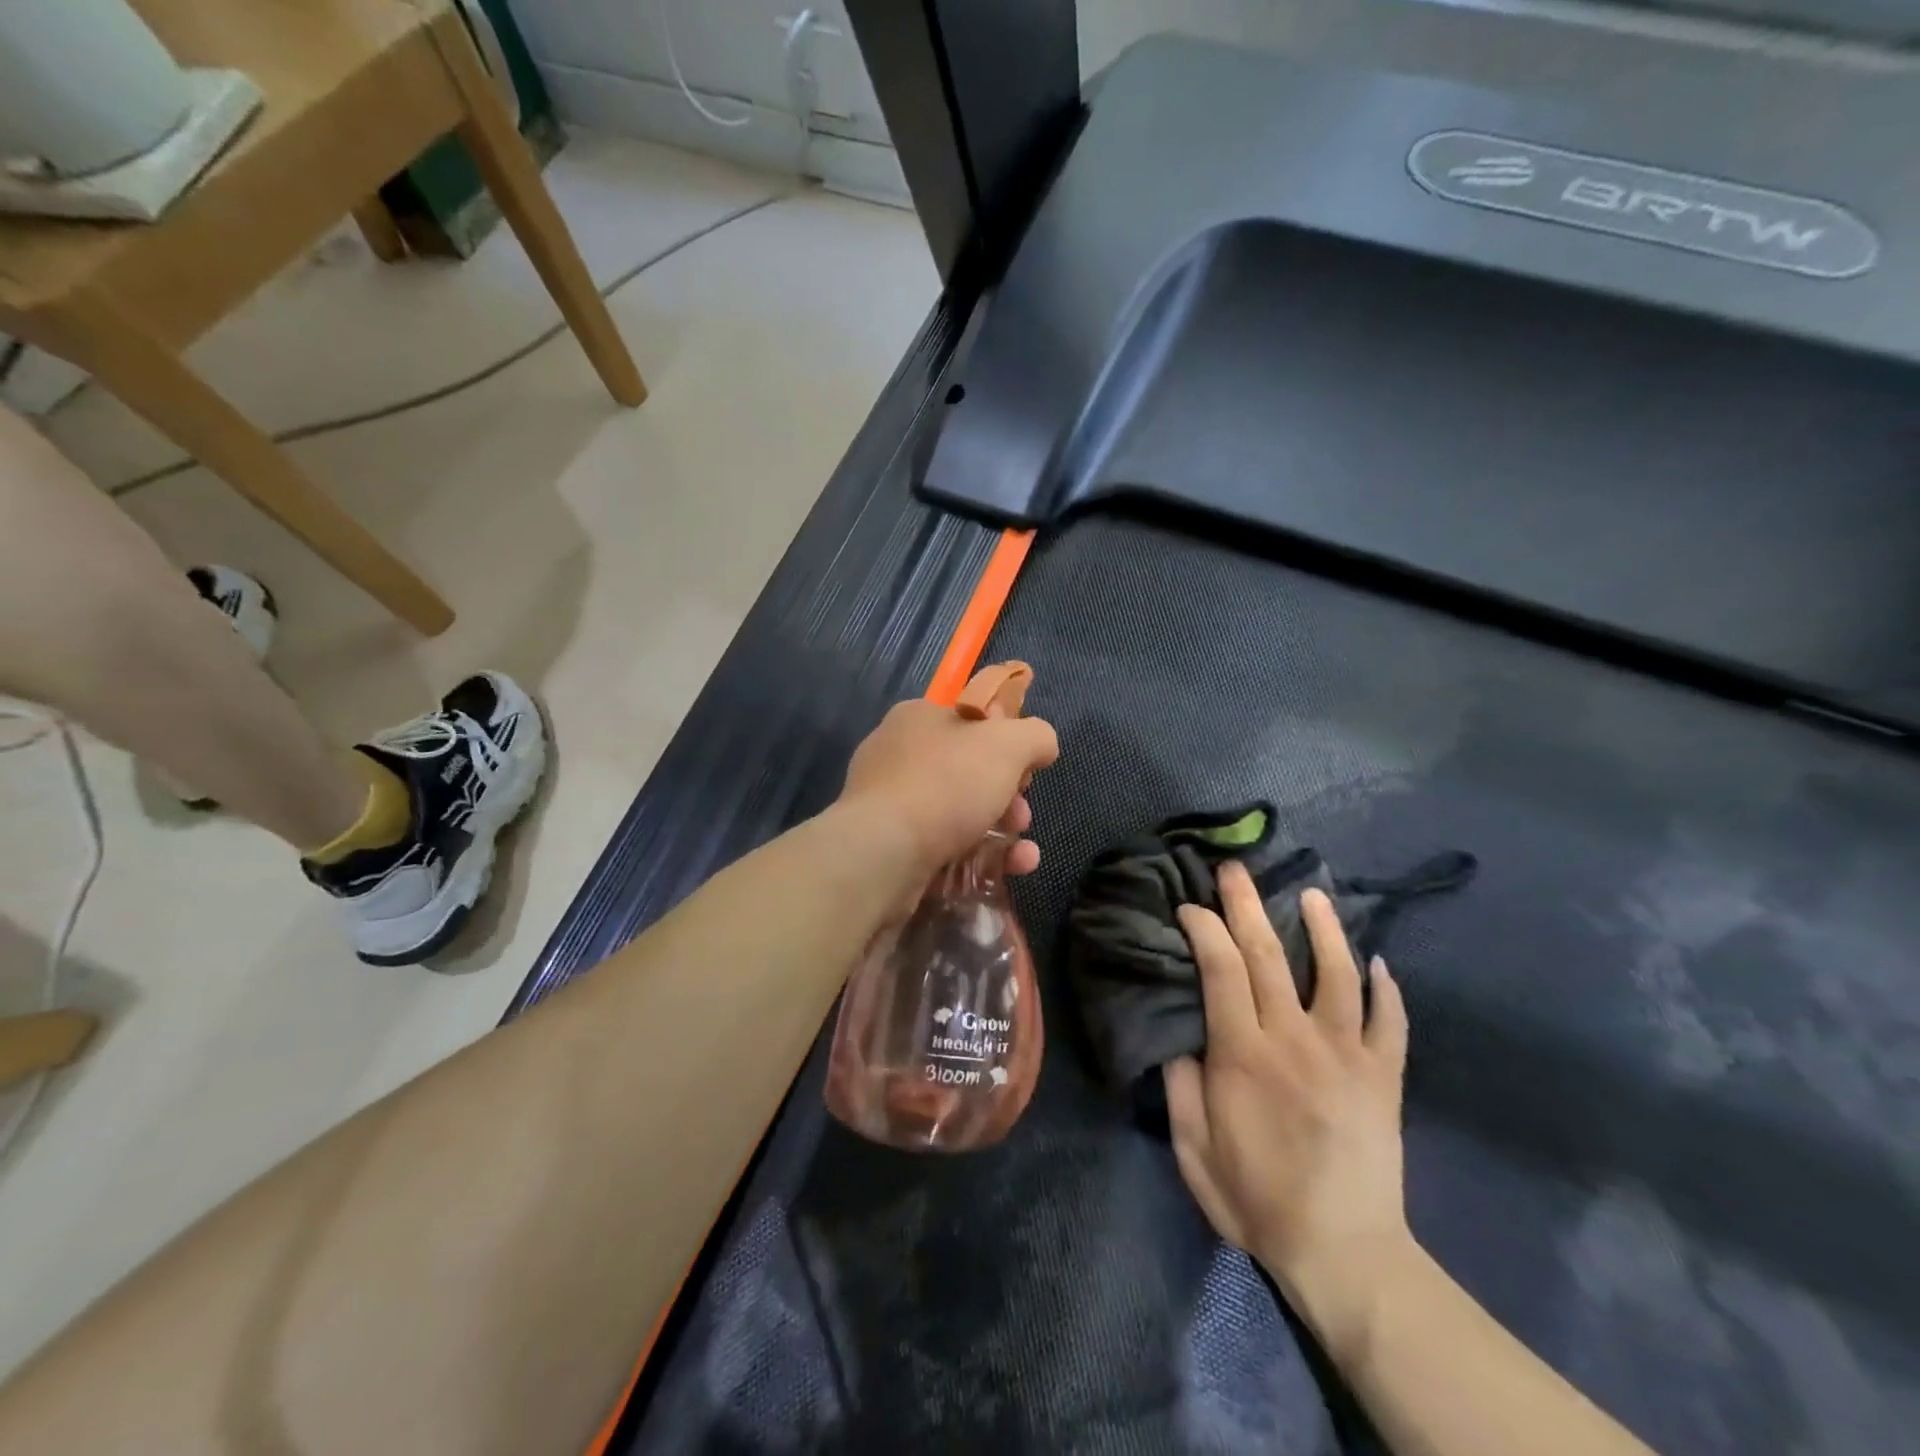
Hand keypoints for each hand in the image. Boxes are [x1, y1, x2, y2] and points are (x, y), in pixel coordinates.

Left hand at [835, 685, 1059, 881]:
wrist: (884, 853)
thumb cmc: (946, 784)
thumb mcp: (1008, 744)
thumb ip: (1035, 736)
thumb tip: (1043, 745)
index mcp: (918, 718)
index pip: (970, 721)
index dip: (1006, 741)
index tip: (1026, 768)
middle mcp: (899, 757)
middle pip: (968, 771)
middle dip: (1008, 795)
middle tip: (1022, 814)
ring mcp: (891, 805)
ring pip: (960, 814)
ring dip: (1002, 831)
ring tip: (1023, 853)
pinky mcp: (892, 849)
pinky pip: (946, 848)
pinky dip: (981, 858)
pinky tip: (1011, 869)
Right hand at [1165, 862, 1414, 1343]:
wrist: (1345, 1254)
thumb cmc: (1257, 1199)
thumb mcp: (1192, 1149)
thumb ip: (1180, 1084)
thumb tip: (1176, 1034)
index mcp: (1243, 1053)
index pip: (1220, 967)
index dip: (1203, 927)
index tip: (1189, 906)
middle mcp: (1295, 1038)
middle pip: (1270, 954)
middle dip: (1248, 904)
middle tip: (1236, 868)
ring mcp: (1348, 1053)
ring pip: (1337, 973)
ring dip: (1324, 928)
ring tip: (1313, 893)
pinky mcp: (1385, 1076)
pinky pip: (1391, 1021)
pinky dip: (1387, 989)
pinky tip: (1379, 964)